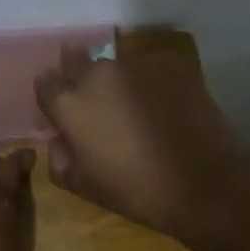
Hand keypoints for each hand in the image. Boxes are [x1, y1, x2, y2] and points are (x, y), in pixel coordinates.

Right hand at [34, 42, 249, 239]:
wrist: (203, 183)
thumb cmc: (135, 190)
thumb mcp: (83, 186)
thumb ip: (59, 157)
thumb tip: (58, 138)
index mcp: (71, 103)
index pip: (46, 83)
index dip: (52, 96)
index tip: (61, 110)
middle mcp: (99, 72)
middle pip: (77, 60)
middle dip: (79, 75)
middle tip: (97, 102)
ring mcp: (137, 63)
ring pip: (117, 65)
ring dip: (118, 81)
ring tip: (137, 108)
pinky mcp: (171, 63)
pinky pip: (151, 68)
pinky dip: (151, 82)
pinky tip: (165, 105)